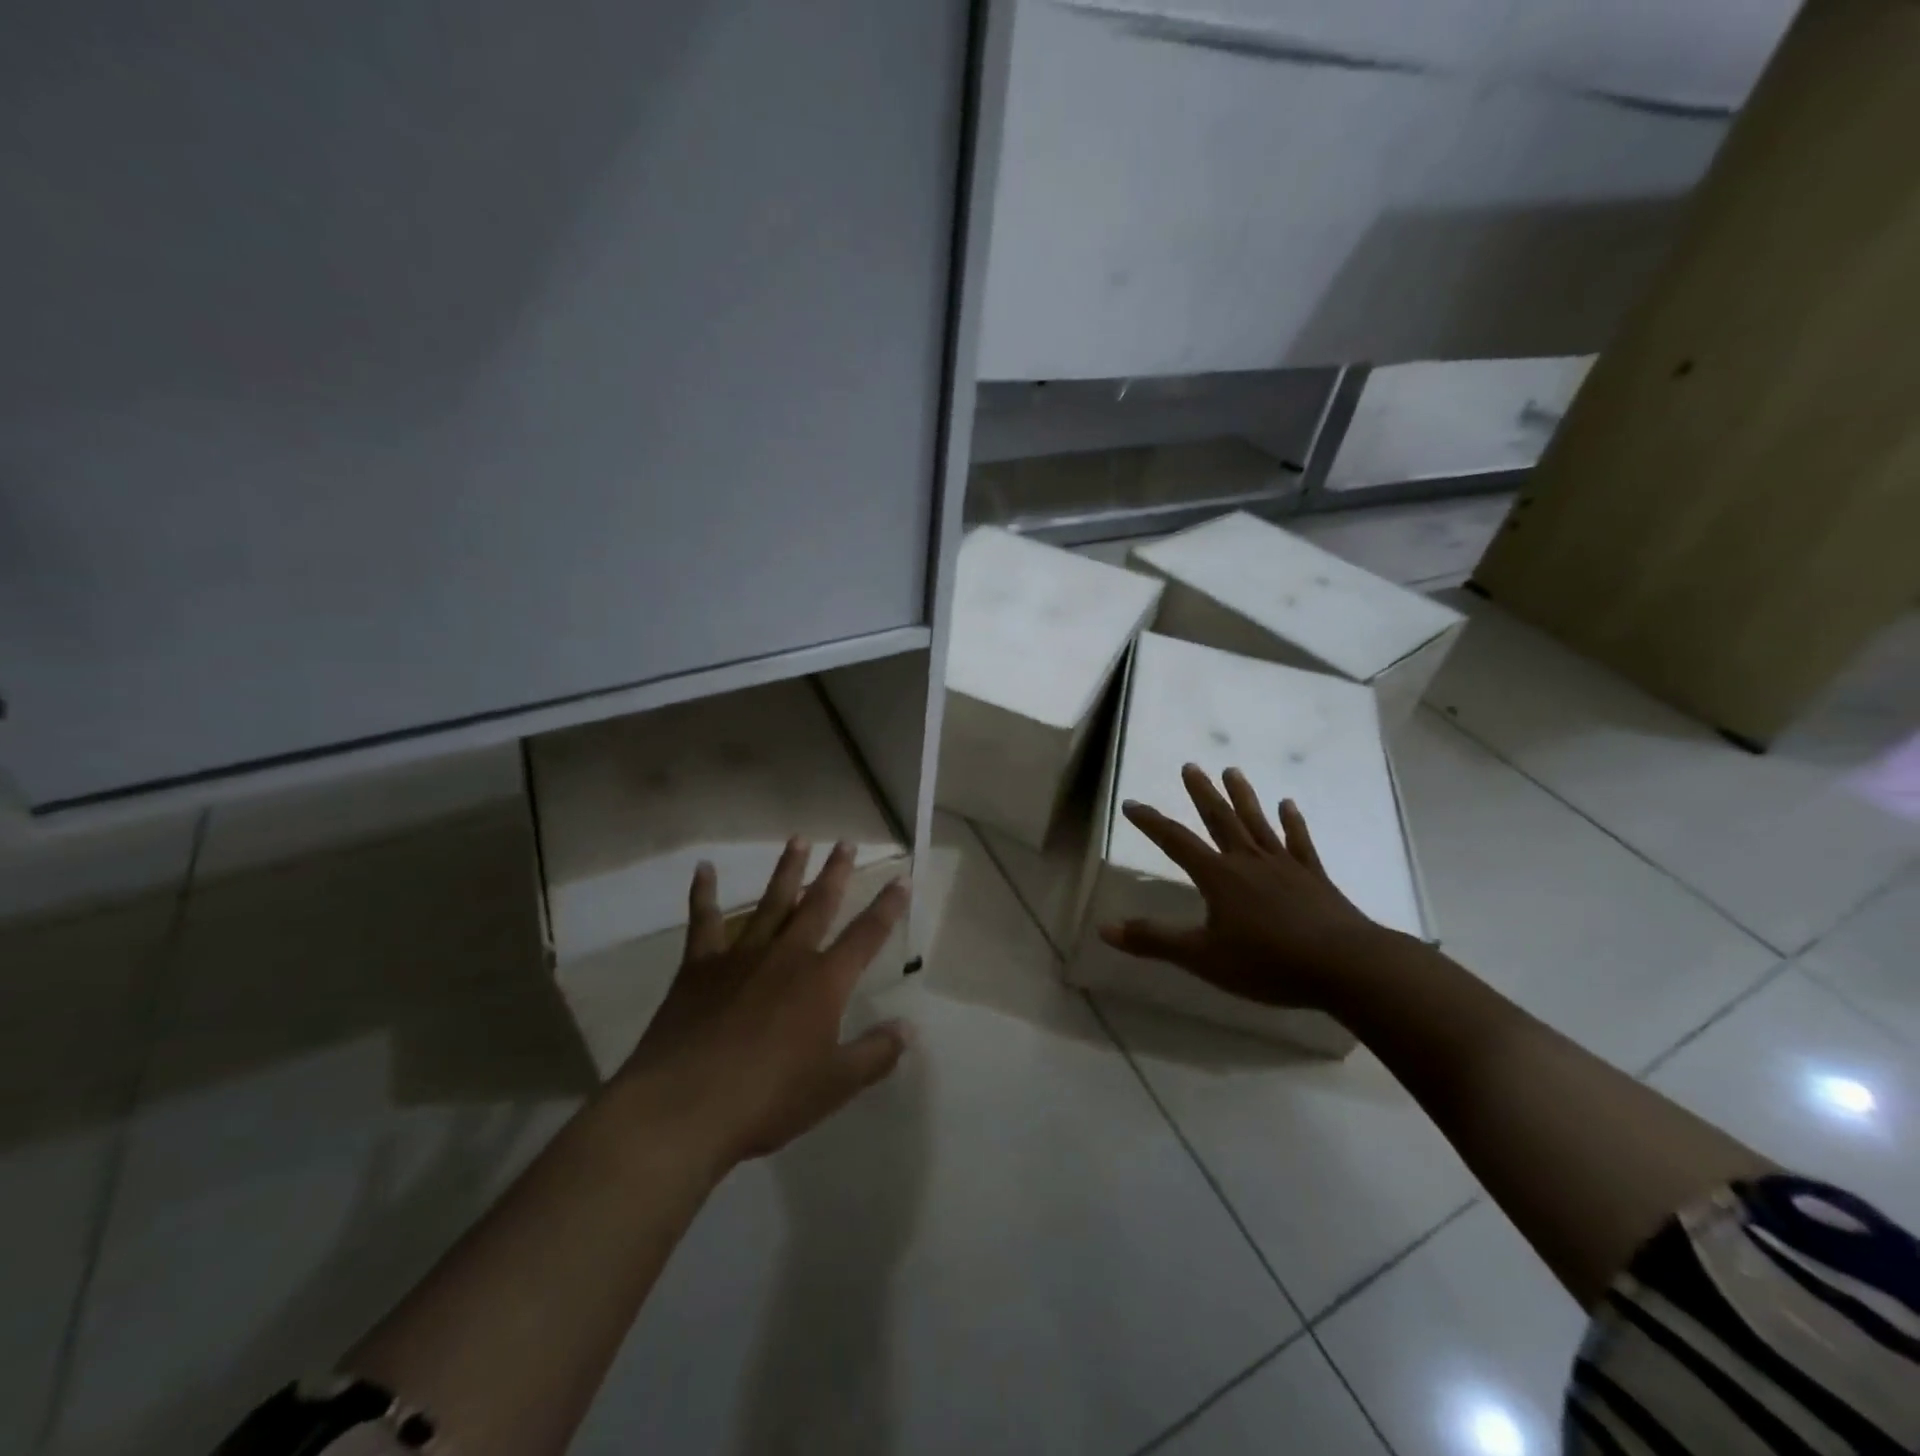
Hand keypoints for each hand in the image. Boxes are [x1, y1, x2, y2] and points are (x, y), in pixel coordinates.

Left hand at [617, 838, 911, 1171]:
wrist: (684, 1107)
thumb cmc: (768, 1098)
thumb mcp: (834, 1085)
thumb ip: (875, 1054)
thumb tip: (910, 1028)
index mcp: (824, 981)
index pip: (866, 934)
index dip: (888, 906)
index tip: (902, 877)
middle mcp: (787, 955)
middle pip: (818, 904)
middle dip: (836, 872)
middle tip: (845, 842)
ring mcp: (741, 955)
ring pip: (771, 902)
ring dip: (787, 870)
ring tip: (798, 839)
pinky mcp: (700, 966)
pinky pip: (704, 921)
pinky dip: (703, 894)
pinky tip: (703, 868)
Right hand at [1099, 764, 1385, 1009]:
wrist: (1345, 966)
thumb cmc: (1268, 962)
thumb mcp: (1203, 957)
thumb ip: (1155, 940)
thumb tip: (1105, 928)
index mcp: (1219, 877)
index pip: (1176, 842)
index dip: (1151, 822)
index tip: (1132, 803)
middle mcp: (1248, 861)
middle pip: (1220, 819)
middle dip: (1201, 793)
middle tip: (1190, 766)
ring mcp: (1284, 865)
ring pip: (1257, 822)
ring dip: (1243, 796)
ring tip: (1232, 770)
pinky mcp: (1314, 877)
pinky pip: (1299, 842)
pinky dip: (1292, 822)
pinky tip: (1289, 805)